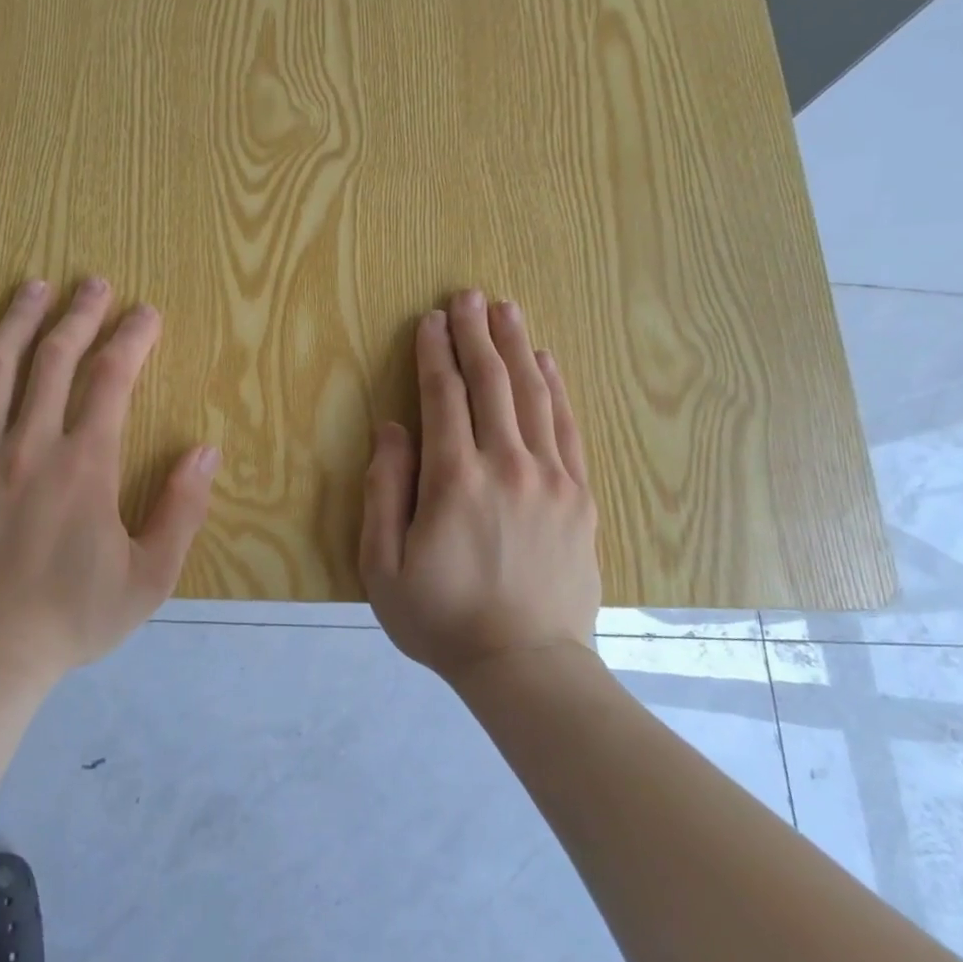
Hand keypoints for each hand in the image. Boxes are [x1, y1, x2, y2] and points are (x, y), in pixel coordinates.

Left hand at [0, 277, 219, 677]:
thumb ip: (182, 510)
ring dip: (18, 321)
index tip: (145, 312)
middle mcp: (32, 445)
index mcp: (86, 465)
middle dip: (78, 314)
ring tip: (33, 286)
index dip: (131, 338)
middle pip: (55, 359)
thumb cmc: (74, 618)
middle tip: (92, 282)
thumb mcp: (150, 577)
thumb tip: (205, 451)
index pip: (112, 380)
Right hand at [359, 290, 602, 681]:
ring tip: (505, 310)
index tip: (430, 320)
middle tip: (468, 295)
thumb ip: (384, 491)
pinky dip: (556, 388)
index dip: (435, 353)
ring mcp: (551, 478)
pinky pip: (567, 427)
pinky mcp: (580, 496)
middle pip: (490, 383)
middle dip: (475, 335)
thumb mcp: (382, 565)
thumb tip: (392, 429)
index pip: (443, 397)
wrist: (526, 666)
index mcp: (455, 480)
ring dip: (516, 348)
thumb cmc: (441, 618)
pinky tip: (546, 361)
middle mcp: (507, 465)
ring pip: (532, 395)